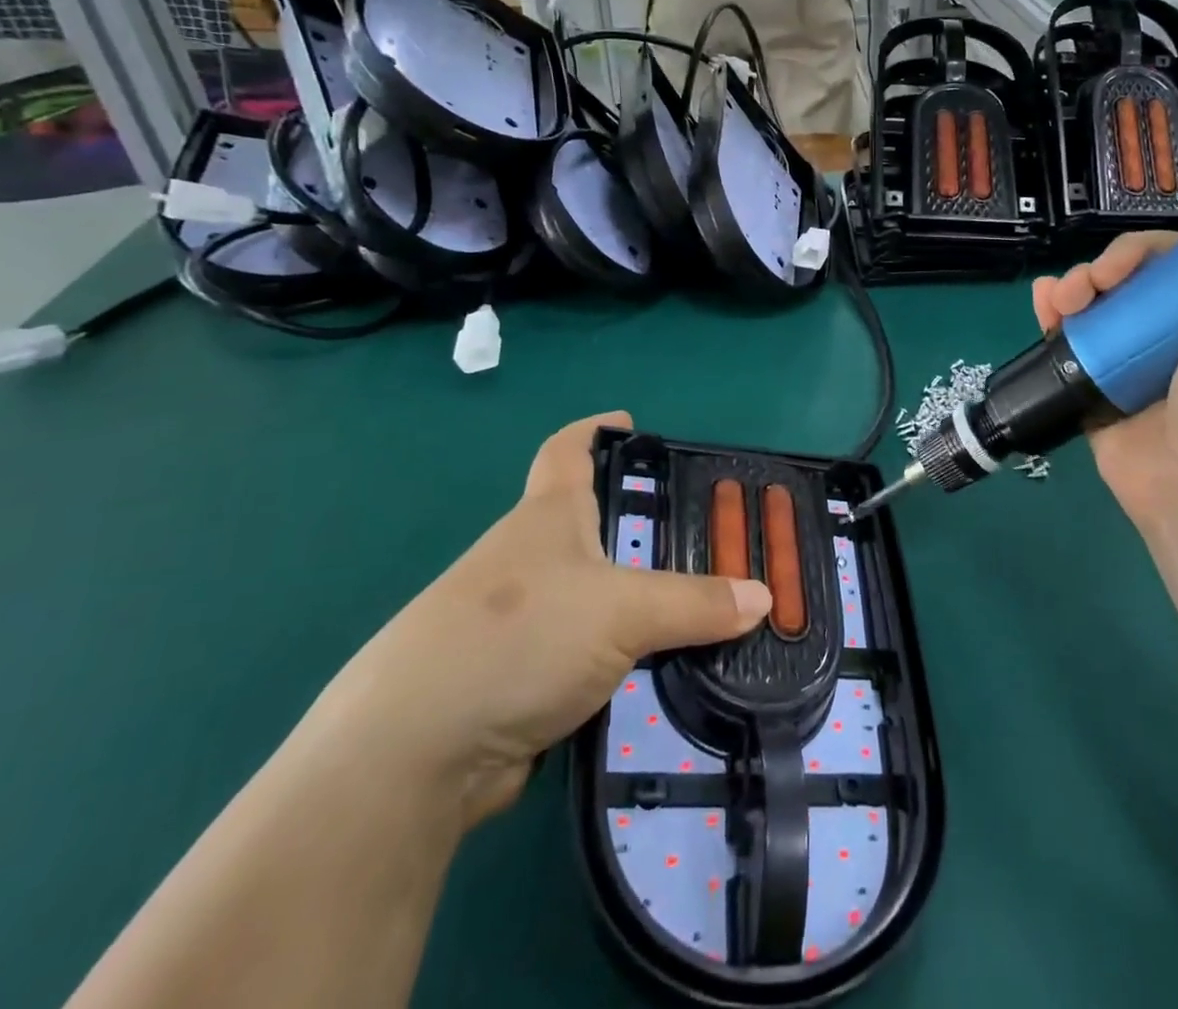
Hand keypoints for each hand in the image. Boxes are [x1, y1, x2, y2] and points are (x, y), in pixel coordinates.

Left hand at [307, 411, 771, 828]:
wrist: (413, 753)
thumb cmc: (519, 637)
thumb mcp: (622, 610)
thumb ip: (696, 603)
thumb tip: (764, 596)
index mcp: (548, 516)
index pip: (568, 449)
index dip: (597, 429)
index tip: (632, 423)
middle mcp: (531, 560)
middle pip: (594, 528)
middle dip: (645, 532)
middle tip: (709, 542)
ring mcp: (522, 621)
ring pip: (597, 599)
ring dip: (642, 607)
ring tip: (705, 616)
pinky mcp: (520, 678)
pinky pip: (589, 657)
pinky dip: (625, 662)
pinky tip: (666, 679)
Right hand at [1031, 146, 1177, 543]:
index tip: (1175, 213)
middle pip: (1151, 264)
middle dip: (1120, 258)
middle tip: (1104, 281)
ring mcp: (1149, 355)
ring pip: (1106, 293)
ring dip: (1080, 281)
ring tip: (1066, 301)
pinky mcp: (1105, 382)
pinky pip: (1074, 333)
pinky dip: (1054, 311)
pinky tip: (1044, 305)